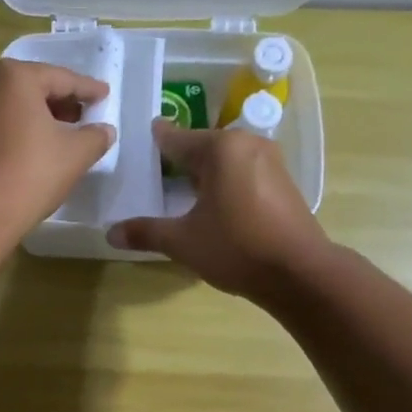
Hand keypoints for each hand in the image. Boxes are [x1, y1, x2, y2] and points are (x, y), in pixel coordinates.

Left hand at [0, 58, 114, 241]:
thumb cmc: (31, 172)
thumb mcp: (76, 153)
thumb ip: (95, 136)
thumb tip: (104, 130)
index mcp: (15, 76)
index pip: (62, 78)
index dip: (88, 88)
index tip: (105, 94)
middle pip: (34, 87)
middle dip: (62, 101)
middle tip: (86, 114)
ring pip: (15, 105)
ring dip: (41, 116)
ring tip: (66, 132)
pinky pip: (1, 122)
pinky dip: (22, 128)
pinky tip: (39, 146)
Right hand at [108, 121, 328, 300]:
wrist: (300, 272)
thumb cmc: (237, 248)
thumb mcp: (183, 242)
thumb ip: (146, 232)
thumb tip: (111, 233)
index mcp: (221, 148)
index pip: (176, 139)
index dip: (156, 142)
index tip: (141, 139)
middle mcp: (247, 144)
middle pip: (203, 147)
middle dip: (180, 159)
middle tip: (155, 172)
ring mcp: (271, 161)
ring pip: (226, 160)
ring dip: (205, 172)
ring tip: (181, 190)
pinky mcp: (284, 182)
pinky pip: (244, 172)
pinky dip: (226, 182)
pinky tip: (214, 204)